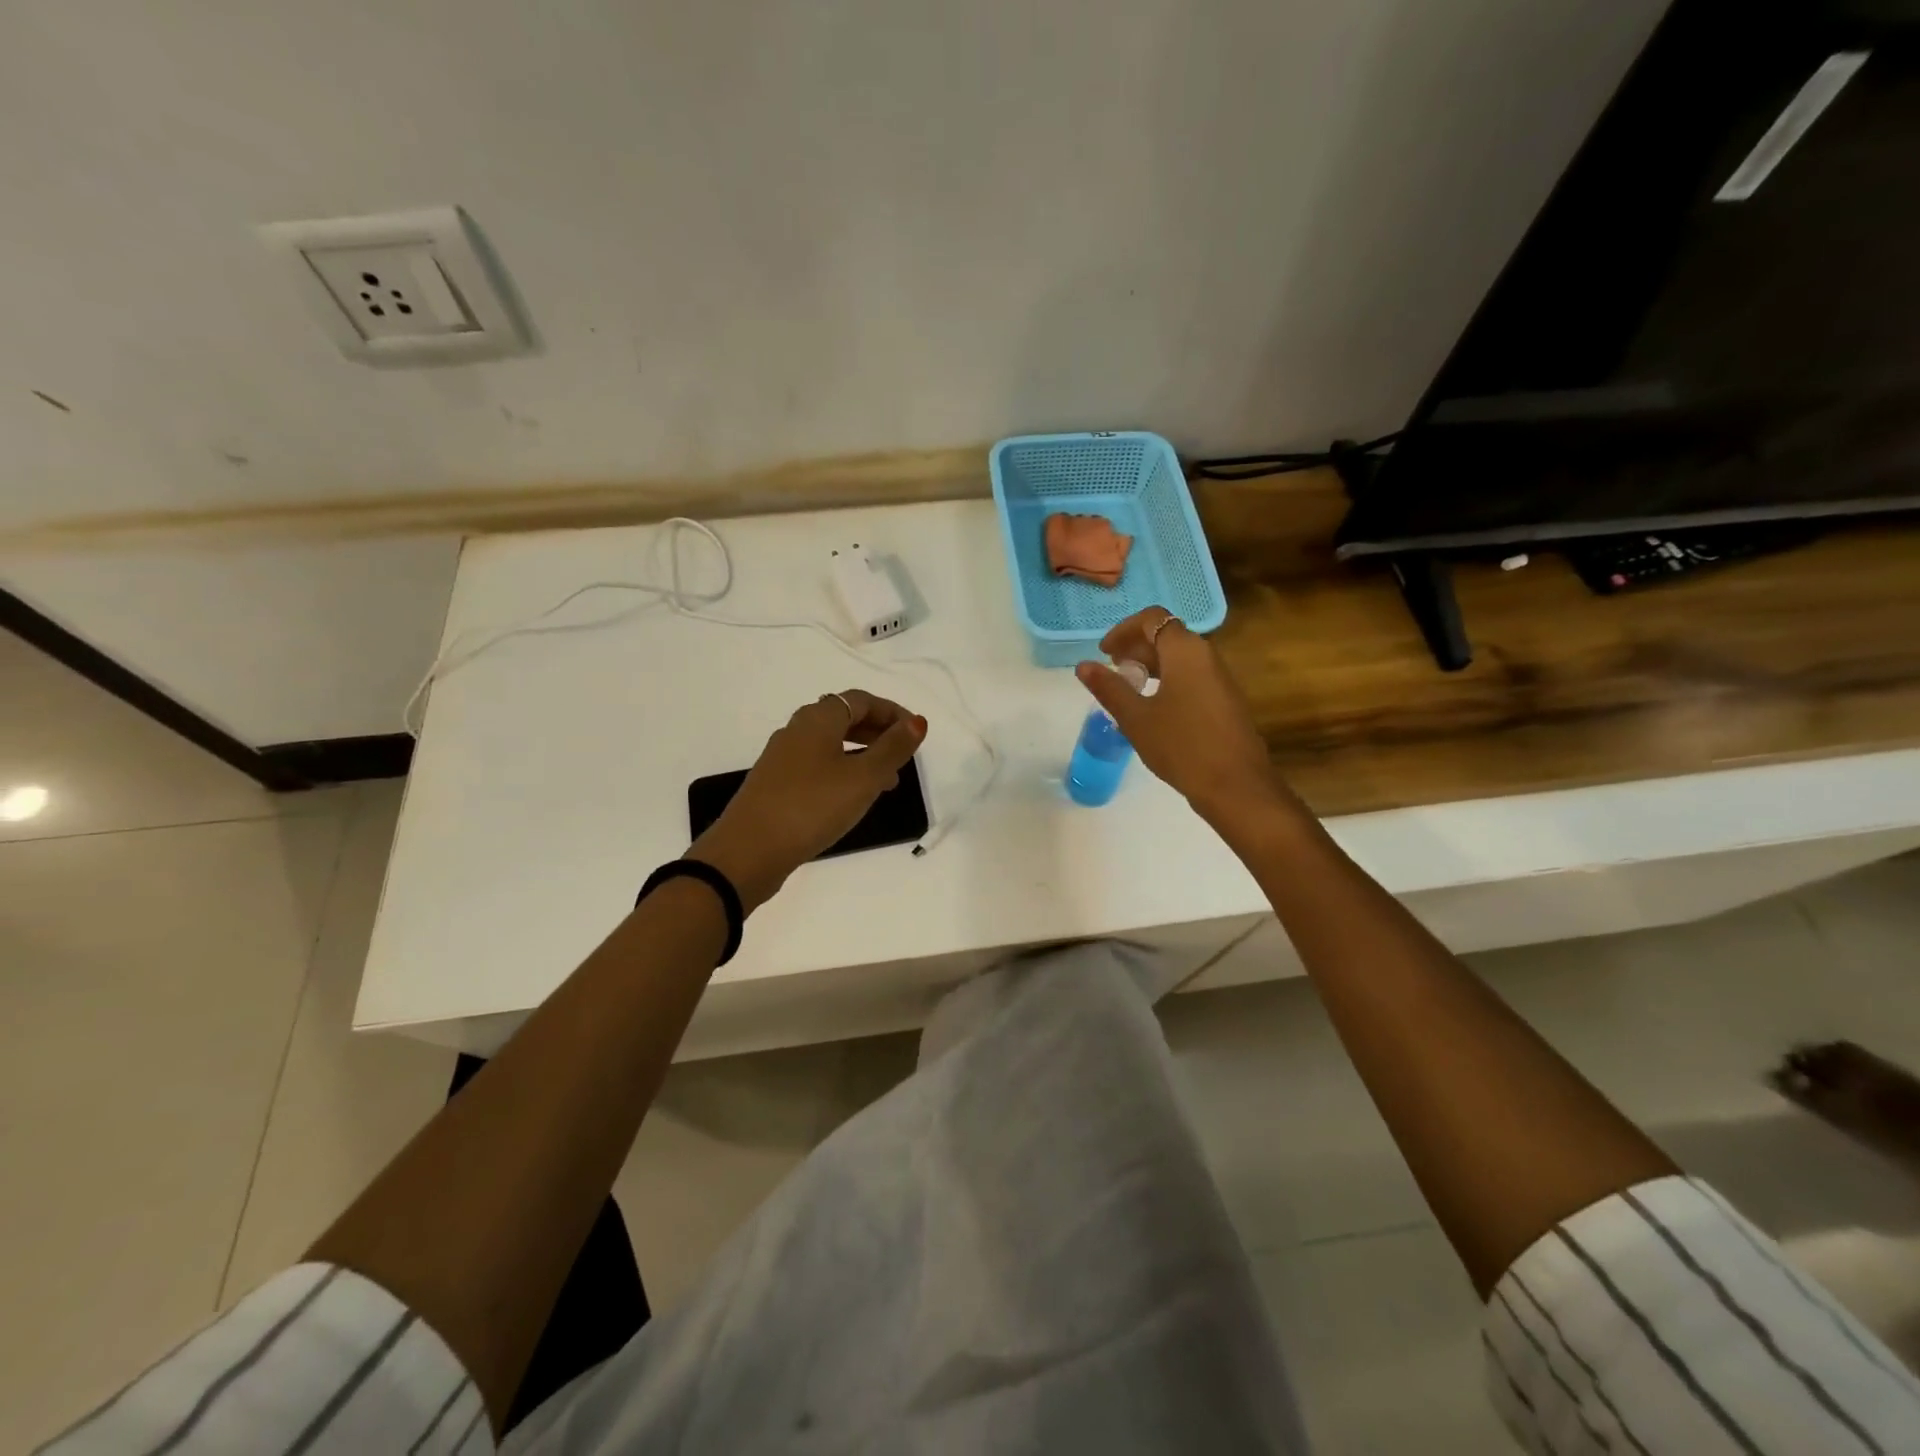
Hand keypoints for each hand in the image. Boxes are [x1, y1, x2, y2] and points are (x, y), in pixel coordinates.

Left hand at [689, 689, 926, 910]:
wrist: (748, 852)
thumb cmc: (812, 807)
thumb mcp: (863, 778)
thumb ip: (893, 749)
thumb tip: (918, 722)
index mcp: (818, 719)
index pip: (861, 700)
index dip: (892, 712)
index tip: (916, 733)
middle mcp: (797, 730)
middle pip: (844, 718)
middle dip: (878, 732)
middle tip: (904, 754)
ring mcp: (782, 758)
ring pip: (830, 744)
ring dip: (862, 754)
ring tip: (887, 782)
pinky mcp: (775, 784)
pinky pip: (817, 765)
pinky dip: (842, 771)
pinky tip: (851, 798)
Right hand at [1075, 609, 1283, 824]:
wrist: (1235, 785)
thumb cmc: (1181, 745)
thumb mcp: (1136, 718)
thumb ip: (1109, 688)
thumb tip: (1083, 666)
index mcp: (1185, 651)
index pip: (1152, 619)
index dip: (1123, 630)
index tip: (1104, 653)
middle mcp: (1206, 656)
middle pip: (1167, 635)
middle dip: (1136, 647)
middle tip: (1112, 671)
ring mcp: (1220, 678)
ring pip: (1180, 658)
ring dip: (1151, 665)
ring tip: (1128, 688)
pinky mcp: (1224, 700)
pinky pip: (1191, 676)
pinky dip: (1167, 680)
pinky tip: (1153, 708)